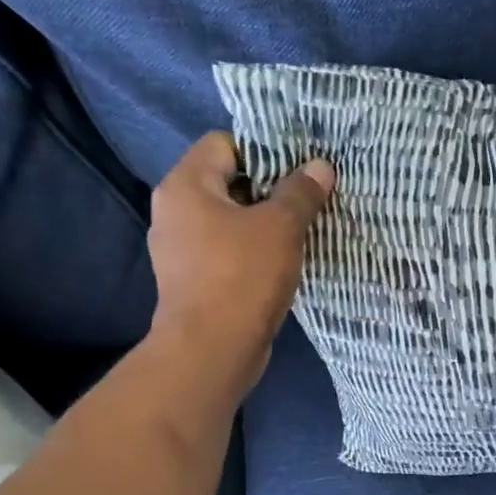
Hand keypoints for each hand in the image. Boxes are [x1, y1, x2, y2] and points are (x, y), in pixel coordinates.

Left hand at [145, 132, 334, 399]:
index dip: (264, 151)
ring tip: (302, 232)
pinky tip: (282, 265)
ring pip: (230, 221)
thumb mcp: (280, 227)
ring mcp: (181, 250)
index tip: (299, 172)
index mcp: (186, 186)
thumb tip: (320, 166)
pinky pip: (227, 252)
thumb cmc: (242, 277)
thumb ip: (300, 193)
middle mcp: (175, 211)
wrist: (213, 350)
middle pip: (228, 183)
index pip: (224, 144)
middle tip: (308, 200)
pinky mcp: (194, 281)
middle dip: (270, 190)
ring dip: (264, 225)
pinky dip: (253, 253)